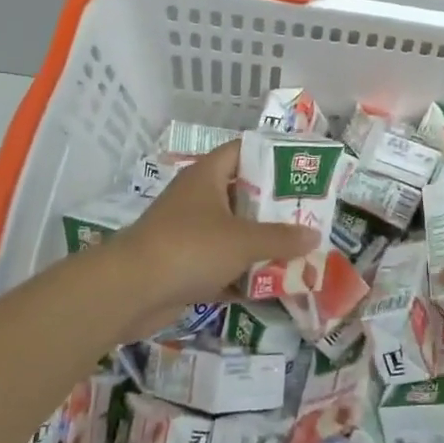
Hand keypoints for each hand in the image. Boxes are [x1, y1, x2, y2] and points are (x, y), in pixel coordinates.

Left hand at [112, 142, 318, 322]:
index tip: (302, 168)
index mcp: (206, 176)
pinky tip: (271, 284)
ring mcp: (188, 233)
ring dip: (260, 242)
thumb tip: (314, 234)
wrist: (129, 292)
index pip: (243, 151)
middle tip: (308, 213)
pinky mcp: (182, 266)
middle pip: (242, 194)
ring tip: (298, 248)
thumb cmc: (190, 248)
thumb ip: (281, 237)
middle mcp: (196, 199)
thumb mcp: (243, 240)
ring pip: (232, 232)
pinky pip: (221, 264)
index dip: (272, 156)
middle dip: (274, 206)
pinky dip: (242, 273)